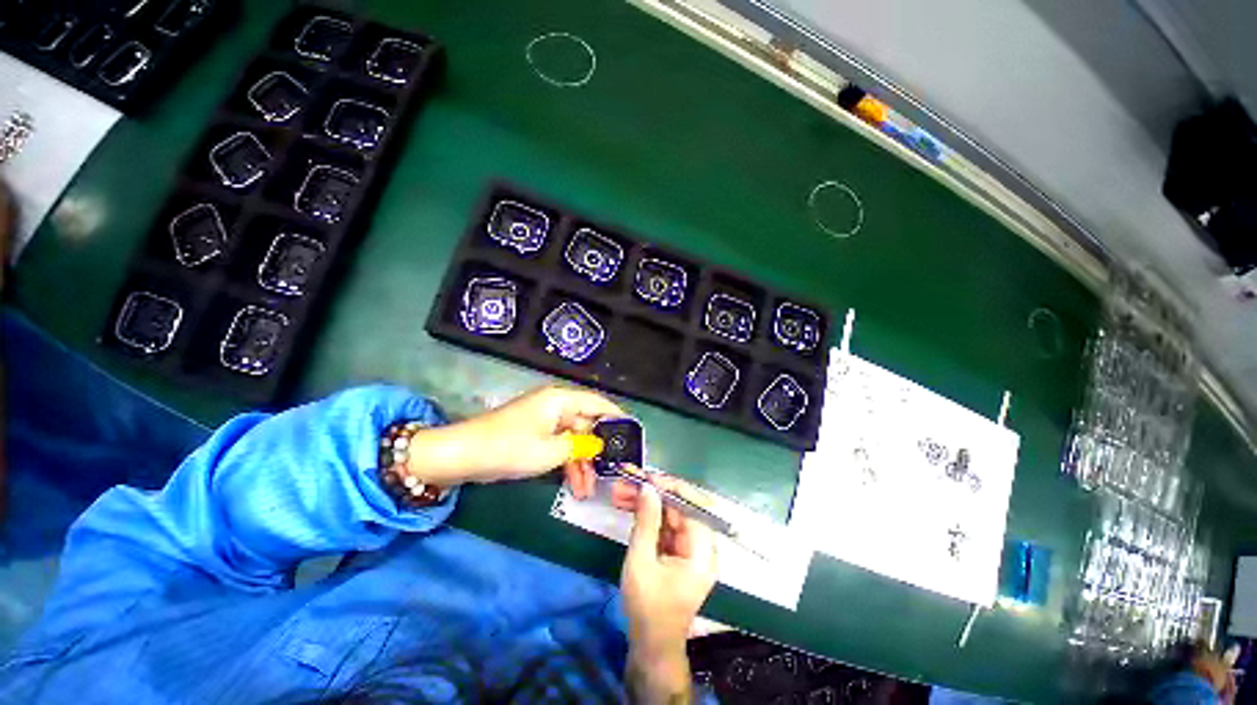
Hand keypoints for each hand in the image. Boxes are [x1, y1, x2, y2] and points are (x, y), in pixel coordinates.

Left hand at [406, 385, 623, 492]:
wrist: (462, 456)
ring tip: (587, 490)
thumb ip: (580, 447)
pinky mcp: (534, 434)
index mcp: (561, 400)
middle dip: (597, 450)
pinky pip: (559, 445)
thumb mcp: (550, 451)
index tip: (633, 436)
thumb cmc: (509, 448)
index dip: (617, 417)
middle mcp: (555, 405)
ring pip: (573, 438)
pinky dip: (566, 462)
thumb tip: (599, 446)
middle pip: (586, 423)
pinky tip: (573, 484)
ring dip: (581, 462)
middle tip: (610, 474)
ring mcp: (544, 420)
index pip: (598, 403)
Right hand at [620, 478, 717, 702]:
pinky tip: (627, 505)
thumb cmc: (648, 608)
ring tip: (621, 490)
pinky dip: (646, 516)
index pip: (693, 508)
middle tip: (629, 480)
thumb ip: (646, 522)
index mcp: (701, 552)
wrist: (650, 646)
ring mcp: (688, 549)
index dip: (672, 488)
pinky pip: (663, 526)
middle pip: (679, 508)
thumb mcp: (642, 562)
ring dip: (646, 502)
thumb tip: (648, 487)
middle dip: (653, 493)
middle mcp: (700, 546)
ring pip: (669, 514)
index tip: (649, 477)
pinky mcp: (676, 552)